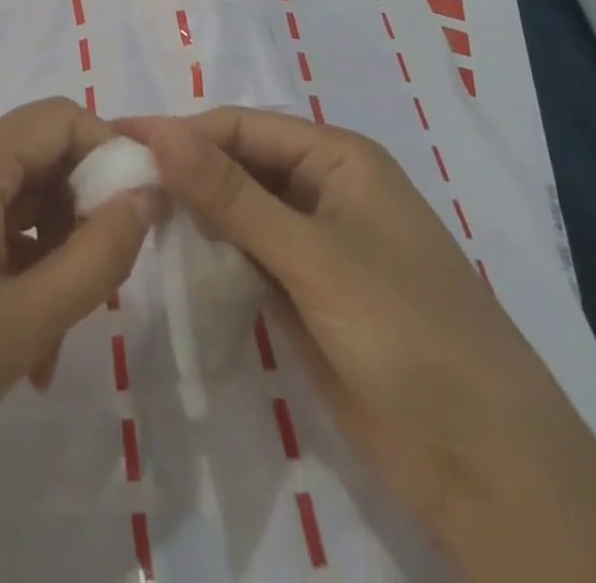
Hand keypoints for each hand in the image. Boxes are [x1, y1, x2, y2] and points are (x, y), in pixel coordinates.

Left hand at [0, 97, 155, 582]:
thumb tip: (147, 195)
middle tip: (100, 287)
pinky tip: (18, 337)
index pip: (60, 119)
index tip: (141, 216)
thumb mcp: (27, 320)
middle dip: (79, 214)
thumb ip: (100, 253)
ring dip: (48, 251)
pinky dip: (12, 263)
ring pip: (13, 197)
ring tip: (54, 336)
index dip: (110, 154)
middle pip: (37, 157)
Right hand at [121, 108, 595, 582]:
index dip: (179, 132)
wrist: (486, 468)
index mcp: (339, 158)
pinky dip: (210, 255)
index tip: (113, 141)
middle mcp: (323, 189)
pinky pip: (245, 256)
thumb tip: (158, 131)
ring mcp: (313, 244)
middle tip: (109, 184)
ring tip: (127, 217)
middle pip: (236, 164)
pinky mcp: (304, 292)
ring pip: (237, 211)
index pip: (240, 127)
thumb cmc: (408, 335)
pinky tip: (170, 259)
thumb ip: (231, 195)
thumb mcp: (313, 256)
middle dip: (181, 172)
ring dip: (191, 214)